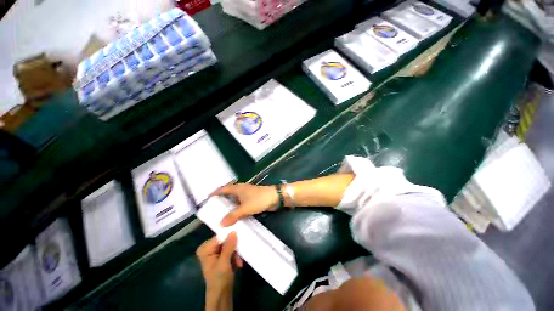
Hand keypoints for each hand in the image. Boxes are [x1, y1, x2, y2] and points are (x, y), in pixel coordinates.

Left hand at [196, 232, 242, 294]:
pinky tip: (238, 262)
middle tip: (240, 251)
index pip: (219, 237)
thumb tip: (234, 231)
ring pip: (229, 244)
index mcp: (205, 249)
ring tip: (239, 261)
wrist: (221, 294)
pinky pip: (230, 249)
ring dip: (235, 252)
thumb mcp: (224, 262)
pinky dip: (235, 255)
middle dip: (233, 246)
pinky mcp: (221, 255)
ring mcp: (215, 252)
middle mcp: (208, 248)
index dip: (229, 236)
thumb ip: (228, 246)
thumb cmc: (219, 279)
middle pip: (224, 240)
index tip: (239, 237)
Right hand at [212, 184, 278, 226]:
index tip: (207, 198)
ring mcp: (247, 195)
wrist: (275, 197)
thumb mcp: (245, 208)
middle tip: (213, 210)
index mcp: (238, 188)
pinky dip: (237, 210)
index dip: (215, 192)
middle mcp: (241, 190)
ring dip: (230, 207)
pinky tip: (235, 217)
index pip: (223, 189)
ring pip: (235, 200)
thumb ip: (233, 215)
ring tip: (222, 216)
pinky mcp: (252, 200)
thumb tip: (220, 223)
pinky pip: (242, 205)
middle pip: (229, 194)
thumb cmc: (259, 199)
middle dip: (222, 201)